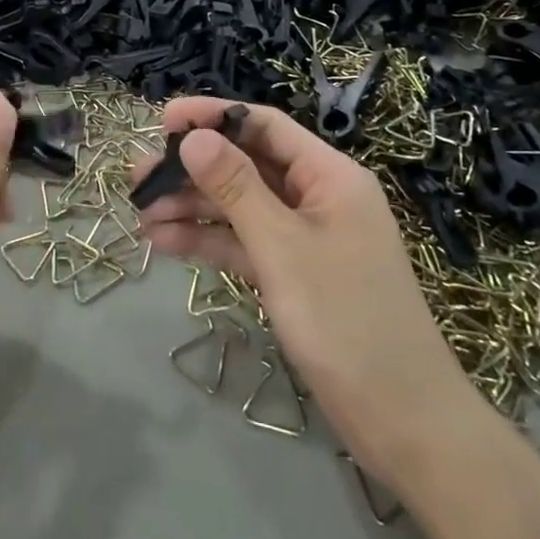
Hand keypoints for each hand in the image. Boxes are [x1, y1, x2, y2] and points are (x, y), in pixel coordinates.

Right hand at [137, 98, 474, 484]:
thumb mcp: (283, 247)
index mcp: (329, 176)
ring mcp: (304, 238)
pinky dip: (208, 242)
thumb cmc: (346, 320)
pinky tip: (165, 242)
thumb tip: (193, 137)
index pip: (265, 126)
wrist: (402, 422)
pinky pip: (244, 244)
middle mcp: (317, 197)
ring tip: (140, 213)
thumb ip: (236, 187)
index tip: (163, 120)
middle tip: (137, 176)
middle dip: (193, 169)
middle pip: (246, 166)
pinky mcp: (293, 274)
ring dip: (192, 208)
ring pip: (240, 207)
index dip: (214, 117)